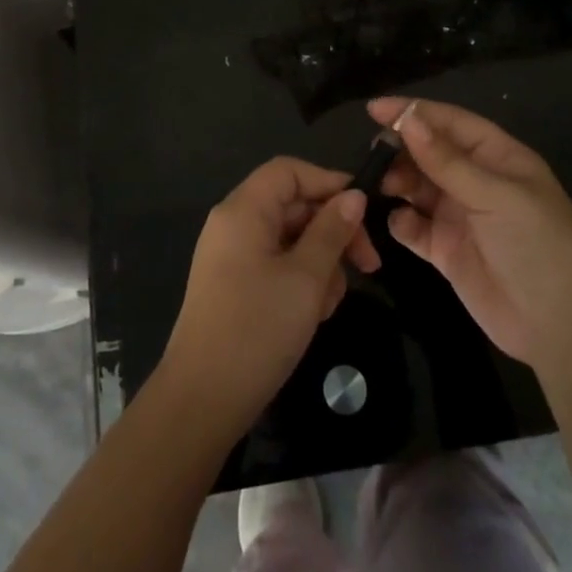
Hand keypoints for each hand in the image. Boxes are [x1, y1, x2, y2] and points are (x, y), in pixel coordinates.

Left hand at [159, 157, 380, 439]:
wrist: (202, 400)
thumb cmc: (257, 329)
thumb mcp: (306, 278)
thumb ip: (332, 231)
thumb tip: (354, 196)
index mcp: (244, 210)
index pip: (289, 171)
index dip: (328, 182)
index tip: (365, 211)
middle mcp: (234, 223)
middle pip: (293, 205)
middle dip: (332, 231)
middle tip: (369, 266)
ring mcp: (232, 256)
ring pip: (290, 239)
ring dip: (320, 262)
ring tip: (329, 303)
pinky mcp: (235, 285)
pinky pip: (276, 264)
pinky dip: (300, 280)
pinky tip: (313, 314)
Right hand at [369, 97, 571, 367]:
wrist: (560, 328)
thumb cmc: (538, 246)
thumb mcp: (496, 196)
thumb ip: (447, 161)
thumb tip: (408, 120)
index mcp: (498, 157)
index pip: (451, 123)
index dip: (414, 112)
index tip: (374, 109)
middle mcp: (476, 181)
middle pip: (429, 152)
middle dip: (401, 148)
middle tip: (374, 153)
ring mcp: (460, 216)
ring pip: (417, 186)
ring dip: (397, 181)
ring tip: (379, 185)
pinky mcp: (446, 250)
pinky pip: (414, 227)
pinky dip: (401, 221)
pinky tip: (399, 222)